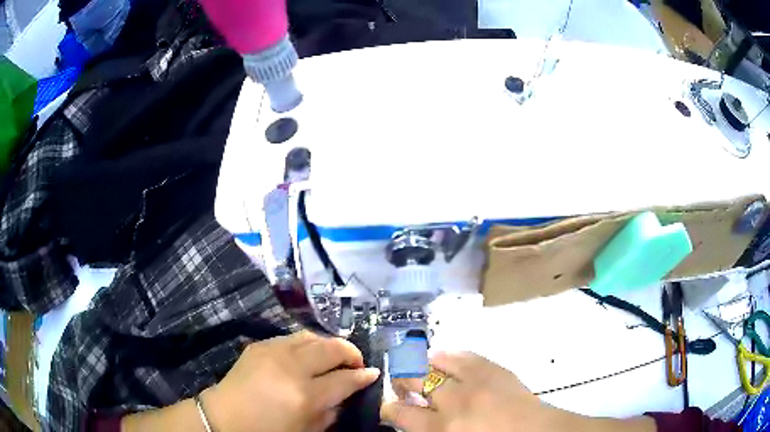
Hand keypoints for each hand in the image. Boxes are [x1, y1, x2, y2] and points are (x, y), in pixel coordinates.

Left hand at [203, 331, 379, 431]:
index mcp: (305, 395)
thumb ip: (332, 410)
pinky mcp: (260, 344)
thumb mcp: (307, 429)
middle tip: (356, 362)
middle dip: (351, 352)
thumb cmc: (269, 430)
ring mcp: (273, 351)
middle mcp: (291, 367)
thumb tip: (348, 391)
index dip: (363, 375)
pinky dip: (307, 344)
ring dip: (328, 345)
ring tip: (332, 356)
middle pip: (331, 348)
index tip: (372, 372)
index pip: (345, 378)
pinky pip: (291, 337)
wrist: (226, 417)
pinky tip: (306, 356)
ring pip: (312, 336)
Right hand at [382, 351, 556, 431]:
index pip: (399, 413)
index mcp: (441, 429)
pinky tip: (443, 359)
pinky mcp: (493, 368)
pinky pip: (462, 355)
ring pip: (435, 362)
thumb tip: (410, 419)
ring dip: (422, 366)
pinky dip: (448, 356)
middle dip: (401, 382)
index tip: (388, 408)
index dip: (388, 408)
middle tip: (403, 387)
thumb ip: (429, 431)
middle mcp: (452, 402)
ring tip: (421, 370)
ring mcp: (474, 381)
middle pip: (413, 382)